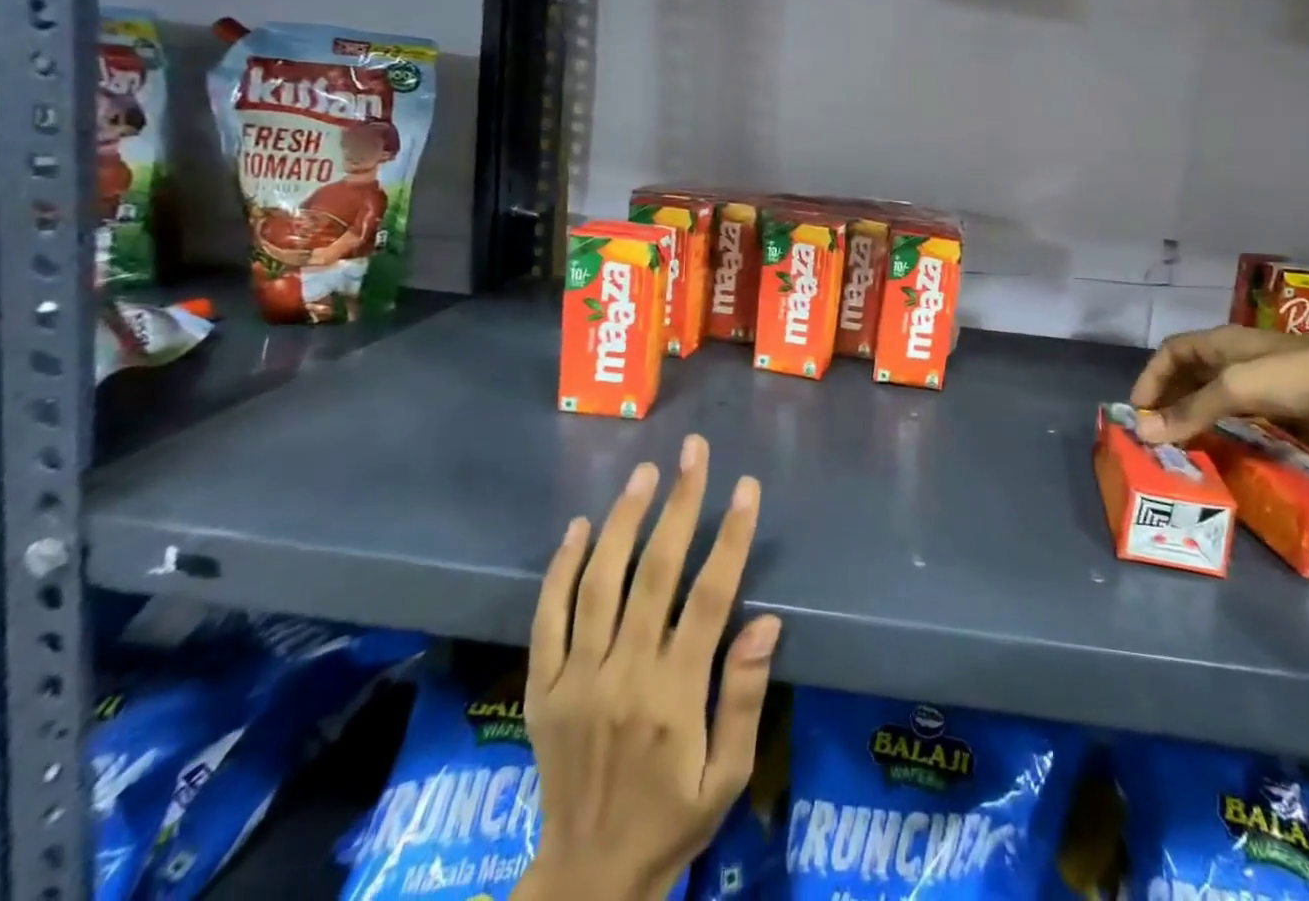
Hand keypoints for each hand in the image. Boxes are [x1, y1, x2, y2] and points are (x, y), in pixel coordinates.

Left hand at [518, 436, 780, 900]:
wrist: (584, 882)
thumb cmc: (671, 821)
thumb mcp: (726, 777)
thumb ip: (743, 697)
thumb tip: (766, 622)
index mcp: (673, 697)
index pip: (709, 598)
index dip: (730, 537)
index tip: (746, 487)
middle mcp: (622, 676)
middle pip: (654, 573)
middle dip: (678, 504)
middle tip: (693, 452)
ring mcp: (575, 679)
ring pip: (598, 583)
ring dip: (623, 521)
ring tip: (644, 473)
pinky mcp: (542, 687)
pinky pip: (547, 618)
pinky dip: (561, 568)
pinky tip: (579, 526)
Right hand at [1129, 325, 1308, 448]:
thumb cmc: (1299, 376)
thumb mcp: (1237, 389)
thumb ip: (1191, 411)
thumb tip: (1143, 432)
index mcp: (1220, 342)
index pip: (1170, 352)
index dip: (1150, 378)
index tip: (1139, 412)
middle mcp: (1235, 355)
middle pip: (1189, 371)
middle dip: (1168, 397)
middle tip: (1156, 432)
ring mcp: (1261, 377)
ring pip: (1214, 391)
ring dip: (1193, 411)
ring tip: (1180, 441)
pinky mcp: (1284, 400)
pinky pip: (1239, 409)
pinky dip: (1222, 423)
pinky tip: (1220, 442)